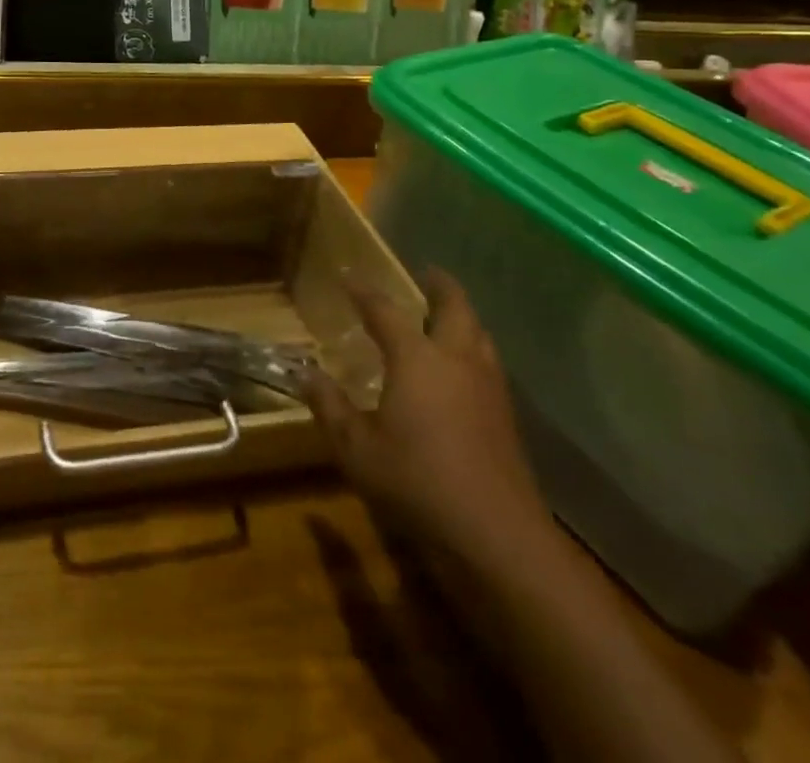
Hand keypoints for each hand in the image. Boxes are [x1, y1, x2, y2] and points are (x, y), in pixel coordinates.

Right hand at [305, 268, 554, 582]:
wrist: (497, 536)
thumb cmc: (417, 483)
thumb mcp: (357, 448)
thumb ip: (330, 406)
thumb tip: (304, 373)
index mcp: (417, 358)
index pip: (385, 311)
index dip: (364, 291)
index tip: (348, 276)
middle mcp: (456, 360)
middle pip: (454, 307)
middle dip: (439, 286)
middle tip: (426, 273)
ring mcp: (488, 387)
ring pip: (479, 334)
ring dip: (462, 316)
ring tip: (445, 315)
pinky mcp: (505, 416)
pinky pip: (488, 363)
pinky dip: (473, 348)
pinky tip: (462, 369)